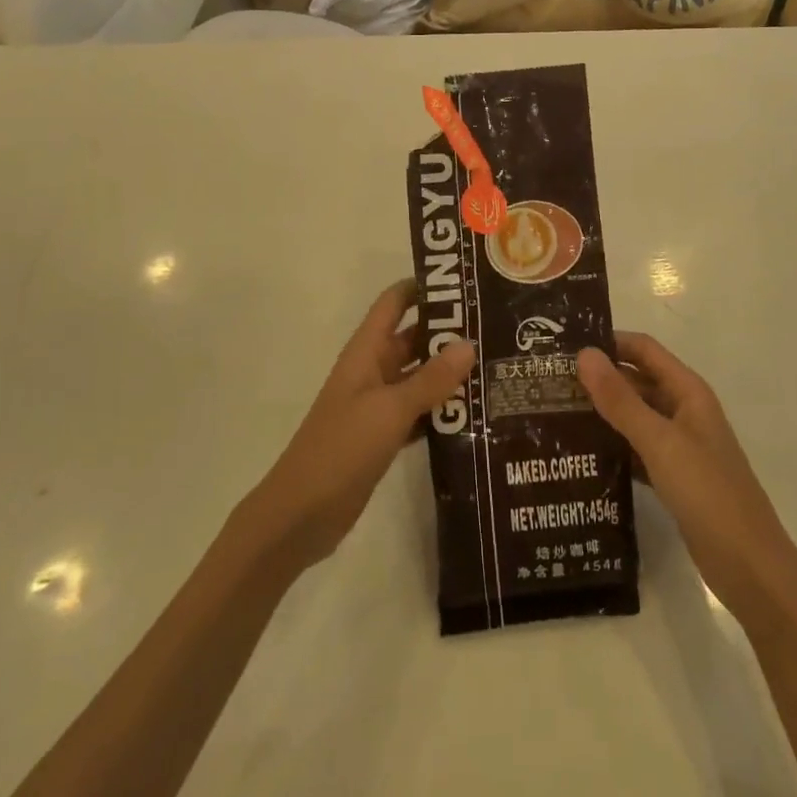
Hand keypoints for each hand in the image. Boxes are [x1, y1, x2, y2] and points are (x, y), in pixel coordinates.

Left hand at [242, 280, 475, 575]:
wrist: (300, 515)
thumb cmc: (341, 449)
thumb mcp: (389, 410)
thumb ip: (430, 379)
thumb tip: (469, 343)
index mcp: (366, 351)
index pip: (395, 302)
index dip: (424, 287)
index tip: (465, 282)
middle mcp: (373, 370)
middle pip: (413, 337)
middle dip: (449, 331)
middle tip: (496, 327)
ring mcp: (378, 404)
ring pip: (419, 376)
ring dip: (450, 372)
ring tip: (496, 365)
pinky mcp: (384, 435)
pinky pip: (419, 411)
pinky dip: (442, 409)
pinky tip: (476, 412)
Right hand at [579, 333, 796, 634]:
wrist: (752, 571)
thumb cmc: (709, 494)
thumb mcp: (661, 443)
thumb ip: (621, 400)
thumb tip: (584, 354)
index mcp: (687, 392)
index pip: (643, 350)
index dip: (608, 342)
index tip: (564, 345)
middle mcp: (683, 411)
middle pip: (636, 381)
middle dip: (598, 379)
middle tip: (550, 382)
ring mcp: (679, 447)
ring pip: (634, 417)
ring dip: (602, 414)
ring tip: (555, 414)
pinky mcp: (673, 479)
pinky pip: (636, 451)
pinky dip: (612, 448)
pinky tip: (580, 455)